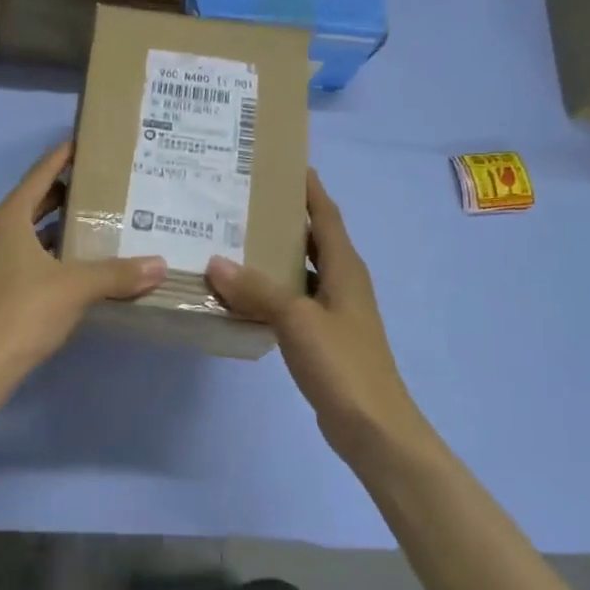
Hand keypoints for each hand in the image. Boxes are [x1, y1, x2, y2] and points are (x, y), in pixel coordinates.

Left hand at [0, 141, 166, 373]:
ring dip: (54, 231)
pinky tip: (71, 271)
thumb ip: (118, 273)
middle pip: (32, 204)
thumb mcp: (77, 287)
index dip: (62, 157)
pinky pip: (21, 261)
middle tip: (100, 190)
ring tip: (92, 230)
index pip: (39, 175)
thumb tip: (160, 265)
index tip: (83, 143)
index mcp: (8, 219)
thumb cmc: (24, 311)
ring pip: (26, 236)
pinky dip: (45, 257)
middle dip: (63, 196)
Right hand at [207, 170, 422, 459]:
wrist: (373, 427)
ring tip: (231, 239)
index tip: (284, 162)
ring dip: (272, 255)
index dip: (309, 188)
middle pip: (312, 238)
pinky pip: (292, 300)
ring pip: (299, 270)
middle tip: (242, 199)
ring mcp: (333, 311)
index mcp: (345, 268)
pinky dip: (269, 291)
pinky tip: (240, 293)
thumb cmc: (343, 364)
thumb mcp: (297, 320)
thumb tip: (215, 262)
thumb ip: (257, 290)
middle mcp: (342, 282)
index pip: (326, 215)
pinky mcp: (322, 336)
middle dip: (283, 217)